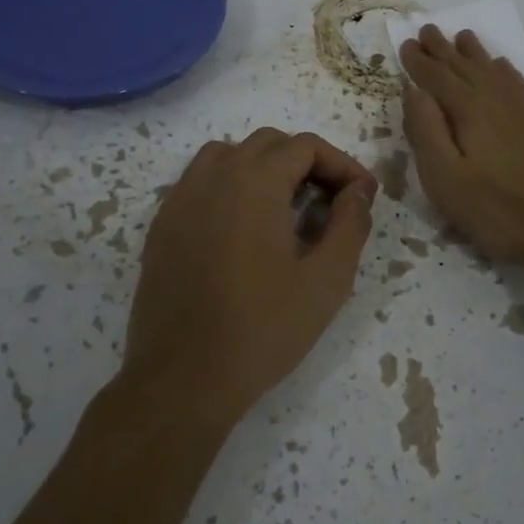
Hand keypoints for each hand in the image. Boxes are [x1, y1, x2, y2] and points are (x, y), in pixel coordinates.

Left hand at [123, 129, 377, 421]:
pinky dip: (229, 189)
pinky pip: (199, 184)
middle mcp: (213, 177)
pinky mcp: (162, 227)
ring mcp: (180, 200)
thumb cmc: (263, 329)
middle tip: (330, 203)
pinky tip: (243, 231)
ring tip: (285, 209)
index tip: (361, 196)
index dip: (341, 164)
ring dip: (263, 169)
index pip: (305, 146)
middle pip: (267, 144)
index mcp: (255, 182)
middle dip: (306, 163)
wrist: (182, 379)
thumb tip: (358, 191)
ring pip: (227, 156)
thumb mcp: (327, 281)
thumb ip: (350, 225)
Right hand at [400, 25, 523, 272]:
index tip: (406, 42)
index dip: (419, 61)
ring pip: (494, 69)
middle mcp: (498, 98)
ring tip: (462, 36)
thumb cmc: (503, 212)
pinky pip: (520, 81)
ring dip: (474, 52)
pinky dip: (505, 69)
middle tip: (428, 29)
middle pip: (465, 66)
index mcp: (469, 110)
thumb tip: (413, 89)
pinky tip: (503, 66)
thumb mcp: (448, 181)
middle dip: (443, 49)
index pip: (436, 77)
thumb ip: (427, 131)